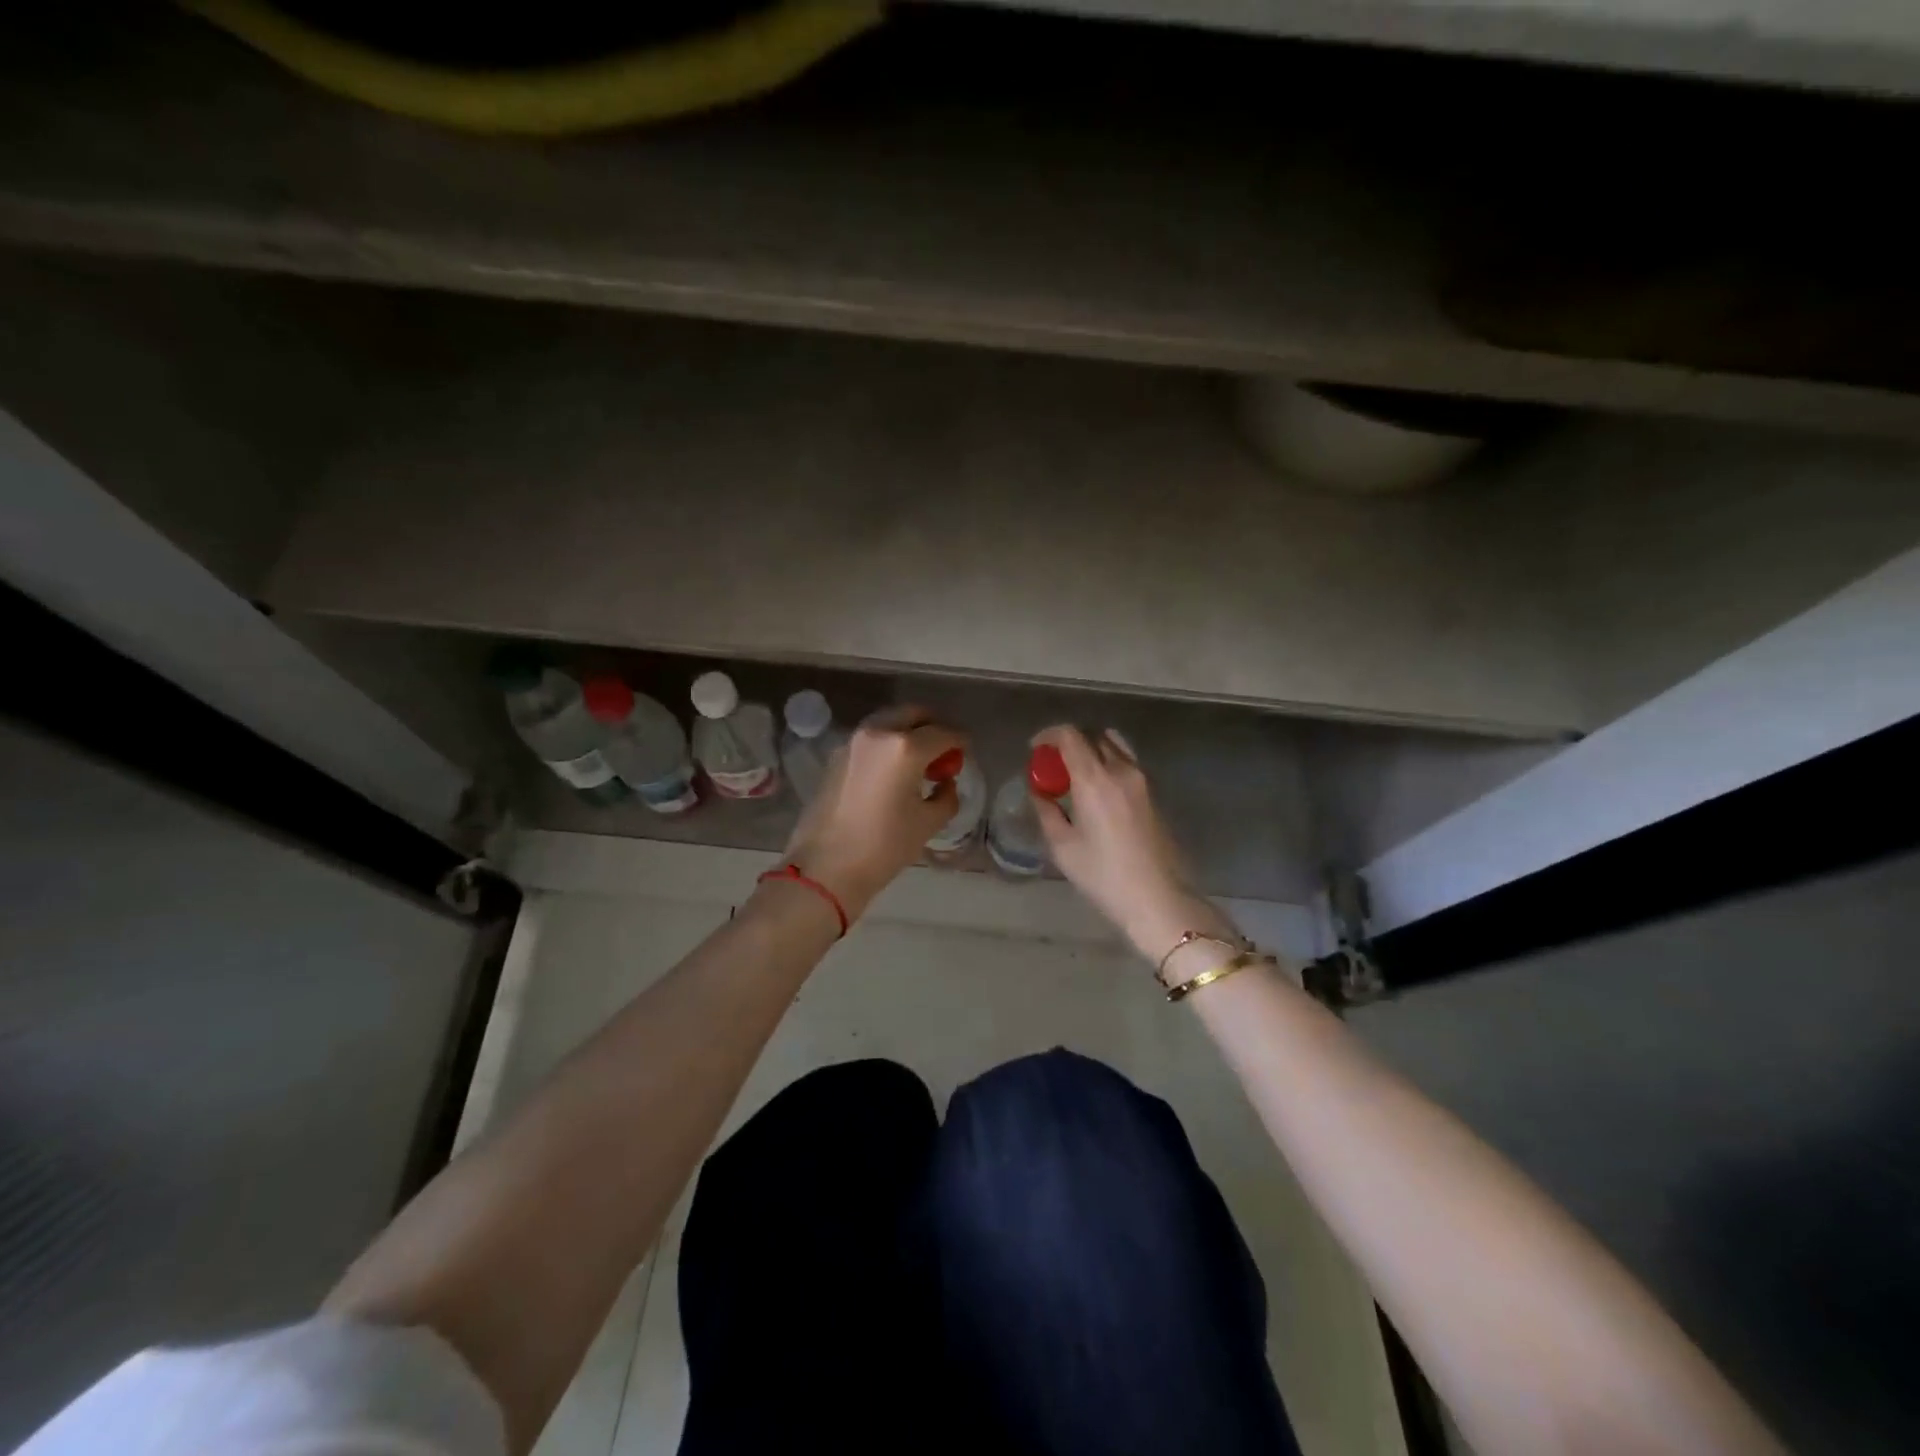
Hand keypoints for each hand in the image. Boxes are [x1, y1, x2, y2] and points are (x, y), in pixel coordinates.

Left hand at [781, 706, 966, 922]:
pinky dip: (887, 744)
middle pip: (912, 714)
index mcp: (905, 748)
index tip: (966, 750)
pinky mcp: (836, 756)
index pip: (943, 733)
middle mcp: (878, 733)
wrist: (826, 867)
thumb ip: (946, 796)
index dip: (960, 740)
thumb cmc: (884, 846)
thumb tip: (945, 783)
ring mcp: (853, 742)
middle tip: (943, 750)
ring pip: (888, 722)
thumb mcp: (927, 823)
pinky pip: (870, 739)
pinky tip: (892, 771)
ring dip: (907, 732)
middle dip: (932, 726)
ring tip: (918, 761)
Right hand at [1032, 725, 1235, 962]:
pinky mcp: (1153, 794)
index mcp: (1095, 779)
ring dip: (1092, 750)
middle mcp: (1121, 770)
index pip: (1070, 735)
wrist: (1158, 898)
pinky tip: (1097, 791)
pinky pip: (1126, 763)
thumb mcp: (1063, 846)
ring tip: (1076, 775)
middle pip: (1094, 735)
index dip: (1049, 735)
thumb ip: (1047, 811)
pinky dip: (1107, 763)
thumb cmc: (1104, 876)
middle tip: (1053, 764)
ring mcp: (1142, 780)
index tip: (1035, 749)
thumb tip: (1039, 792)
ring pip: (1114, 746)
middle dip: (1069, 742)